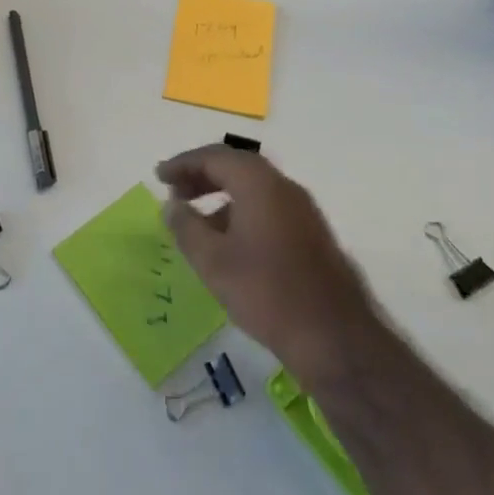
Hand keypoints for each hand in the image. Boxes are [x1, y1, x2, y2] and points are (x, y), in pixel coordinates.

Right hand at [159, 145, 385, 388]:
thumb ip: (186, 227)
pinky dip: (241, 211)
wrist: (335, 337)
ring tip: (196, 221)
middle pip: (236, 167)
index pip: (214, 157)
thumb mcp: (213, 261)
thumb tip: (172, 205)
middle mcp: (283, 186)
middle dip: (202, 176)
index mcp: (259, 183)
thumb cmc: (266, 292)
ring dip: (221, 195)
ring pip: (254, 188)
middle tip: (175, 194)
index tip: (159, 177)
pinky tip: (229, 243)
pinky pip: (268, 206)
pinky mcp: (311, 233)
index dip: (183, 164)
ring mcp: (302, 209)